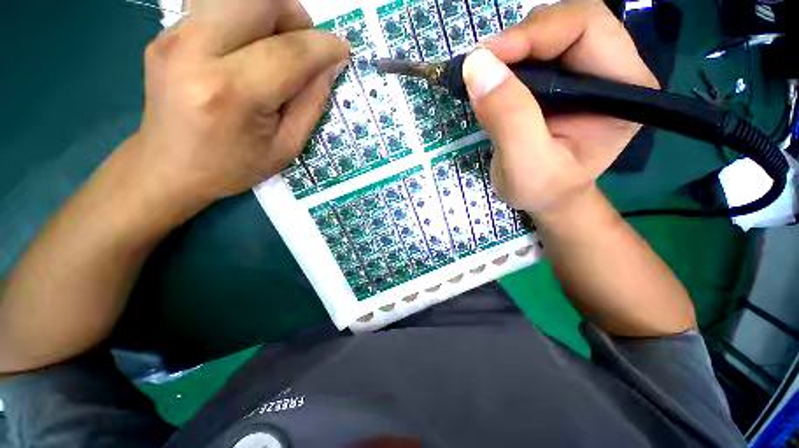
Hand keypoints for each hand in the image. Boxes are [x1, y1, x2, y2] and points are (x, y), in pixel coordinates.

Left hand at [128, 0, 349, 212]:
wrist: (168, 167)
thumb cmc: (233, 166)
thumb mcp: (286, 147)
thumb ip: (312, 104)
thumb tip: (330, 65)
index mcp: (231, 93)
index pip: (290, 51)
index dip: (324, 46)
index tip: (342, 50)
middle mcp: (195, 51)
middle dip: (293, 14)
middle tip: (301, 46)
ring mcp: (173, 36)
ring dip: (268, 12)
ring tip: (275, 47)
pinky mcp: (166, 32)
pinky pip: (216, 5)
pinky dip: (245, 18)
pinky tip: (247, 50)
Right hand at [462, 0, 657, 217]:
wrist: (546, 197)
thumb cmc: (543, 190)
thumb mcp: (525, 165)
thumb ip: (508, 118)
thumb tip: (477, 65)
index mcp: (624, 88)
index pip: (587, 28)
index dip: (535, 33)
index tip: (485, 58)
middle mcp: (612, 70)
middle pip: (568, 23)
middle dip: (520, 39)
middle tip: (480, 67)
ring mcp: (586, 72)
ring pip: (548, 34)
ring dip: (511, 49)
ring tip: (484, 77)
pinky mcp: (563, 80)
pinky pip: (534, 54)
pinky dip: (507, 62)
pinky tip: (492, 82)